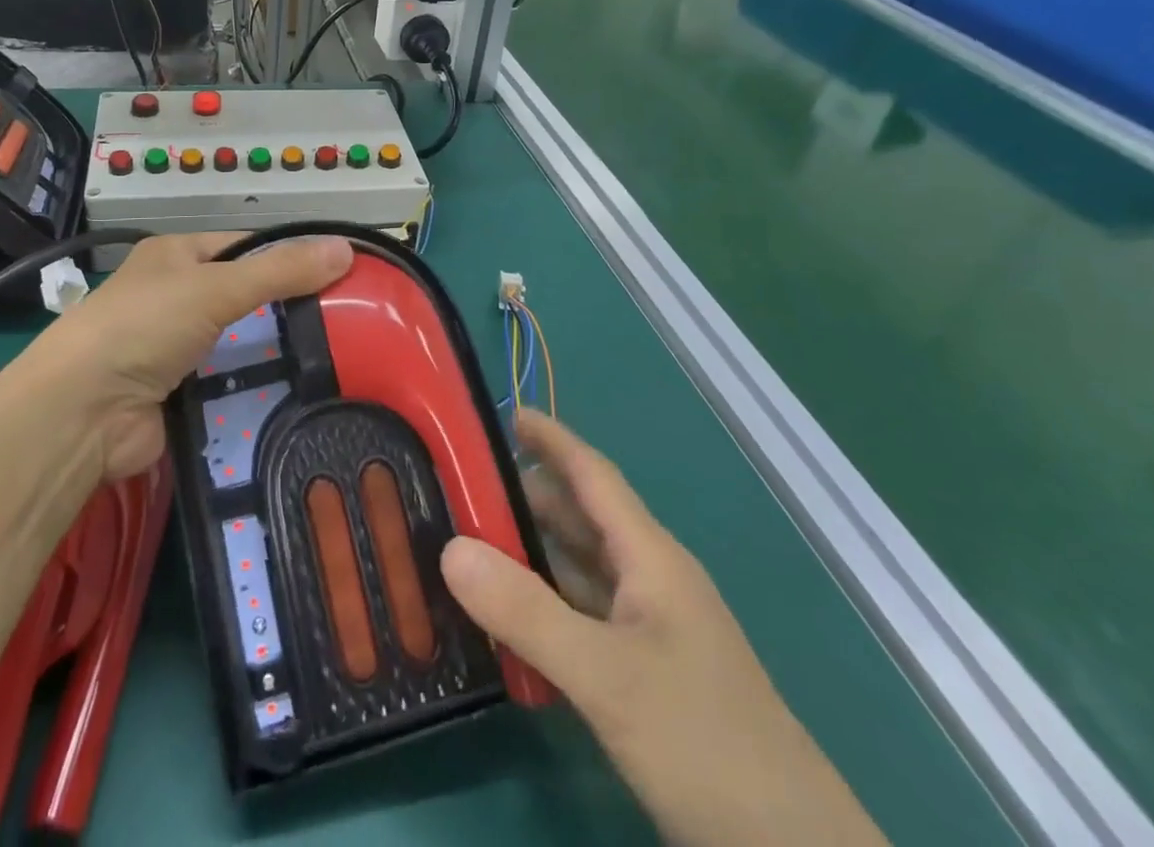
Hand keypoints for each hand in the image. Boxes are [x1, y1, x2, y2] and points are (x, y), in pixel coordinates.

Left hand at [23, 233, 353, 480]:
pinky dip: (257, 388)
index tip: (338, 272)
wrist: (82, 413)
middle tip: (347, 321)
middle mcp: (175, 297)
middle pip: (245, 297)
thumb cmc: (145, 326)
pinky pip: (231, 385)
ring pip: (240, 343)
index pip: (245, 246)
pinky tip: (300, 393)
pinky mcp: (181, 394)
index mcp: (176, 256)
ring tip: (338, 359)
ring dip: (274, 352)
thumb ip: (280, 271)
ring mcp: (176, 349)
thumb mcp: (216, 287)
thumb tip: (346, 248)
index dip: (288, 255)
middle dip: (287, 309)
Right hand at [441, 412, 886, 846]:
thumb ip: (526, 611)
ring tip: (466, 544)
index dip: (550, 438)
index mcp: (650, 557)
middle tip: (456, 487)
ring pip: (578, 569)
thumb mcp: (606, 675)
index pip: (592, 474)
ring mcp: (649, 629)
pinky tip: (504, 618)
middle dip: (523, 496)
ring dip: (529, 552)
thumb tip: (450, 548)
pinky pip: (581, 617)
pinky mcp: (643, 673)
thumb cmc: (703, 741)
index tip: (501, 412)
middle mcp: (649, 580)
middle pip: (580, 519)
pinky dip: (543, 605)